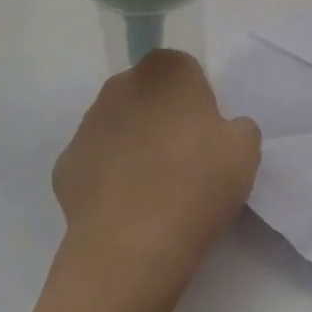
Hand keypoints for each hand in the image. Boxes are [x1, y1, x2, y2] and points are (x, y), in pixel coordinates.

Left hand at [53, 51, 260, 298]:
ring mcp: (87, 125)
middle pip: (145, 92)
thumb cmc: (197, 183)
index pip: (180, 67)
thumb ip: (237, 127)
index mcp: (167, 72)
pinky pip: (94, 162)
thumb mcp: (246, 151)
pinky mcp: (65, 164)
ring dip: (131, 143)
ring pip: (116, 125)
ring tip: (152, 188)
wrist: (133, 244)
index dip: (194, 96)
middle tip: (182, 157)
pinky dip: (107, 177)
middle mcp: (121, 86)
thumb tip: (222, 130)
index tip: (205, 130)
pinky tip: (124, 207)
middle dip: (159, 115)